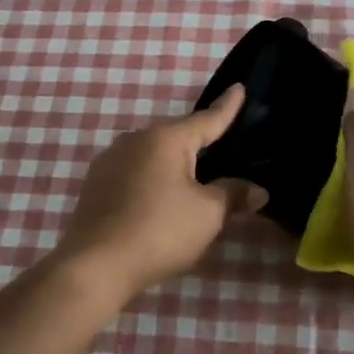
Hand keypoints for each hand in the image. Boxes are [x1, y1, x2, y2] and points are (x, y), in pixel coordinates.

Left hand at [54, 86, 267, 300]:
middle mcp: (135, 140)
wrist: (95, 266)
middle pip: (177, 136)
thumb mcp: (208, 214)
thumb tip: (258, 190)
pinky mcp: (95, 185)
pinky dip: (152, 179)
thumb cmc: (160, 231)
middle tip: (222, 146)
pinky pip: (135, 172)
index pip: (207, 119)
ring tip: (192, 177)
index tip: (239, 87)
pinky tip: (159, 197)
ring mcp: (110, 161)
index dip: (227, 107)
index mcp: (166, 139)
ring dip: (173, 163)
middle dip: (199, 141)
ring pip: (153, 155)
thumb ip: (234, 195)